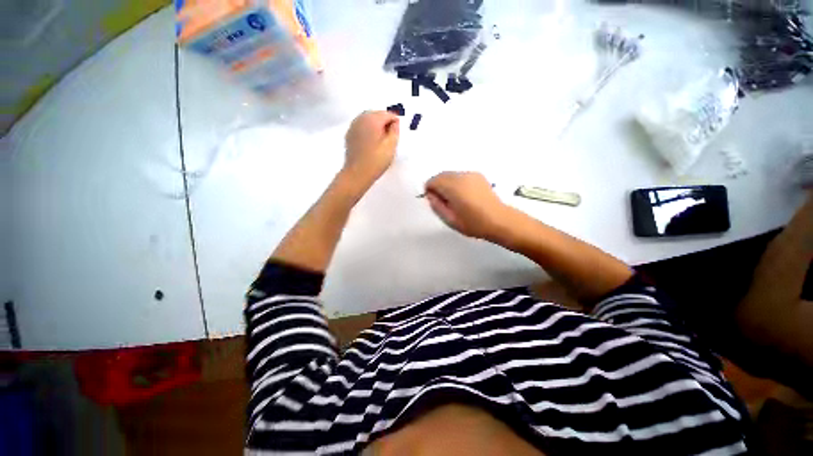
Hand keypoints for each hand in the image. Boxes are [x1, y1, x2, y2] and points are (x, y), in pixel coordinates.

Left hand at [343, 111, 399, 188]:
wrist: (357, 174)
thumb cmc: (376, 161)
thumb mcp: (391, 146)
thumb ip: (395, 131)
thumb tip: (394, 123)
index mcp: (372, 120)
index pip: (387, 114)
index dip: (395, 123)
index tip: (397, 134)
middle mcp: (361, 119)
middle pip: (377, 114)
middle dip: (385, 123)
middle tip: (390, 138)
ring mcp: (353, 126)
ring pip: (368, 120)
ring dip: (376, 126)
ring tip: (381, 141)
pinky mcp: (349, 135)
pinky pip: (361, 127)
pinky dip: (368, 130)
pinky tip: (371, 143)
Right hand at [424, 172, 513, 239]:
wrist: (499, 220)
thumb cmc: (474, 223)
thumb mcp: (449, 219)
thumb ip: (436, 205)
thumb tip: (431, 195)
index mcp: (453, 187)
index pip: (432, 181)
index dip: (431, 192)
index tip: (436, 202)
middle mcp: (462, 176)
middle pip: (441, 176)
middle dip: (439, 187)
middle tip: (446, 203)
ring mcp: (471, 174)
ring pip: (451, 175)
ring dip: (448, 185)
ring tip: (457, 201)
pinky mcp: (478, 176)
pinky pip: (461, 176)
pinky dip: (458, 183)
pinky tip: (466, 196)